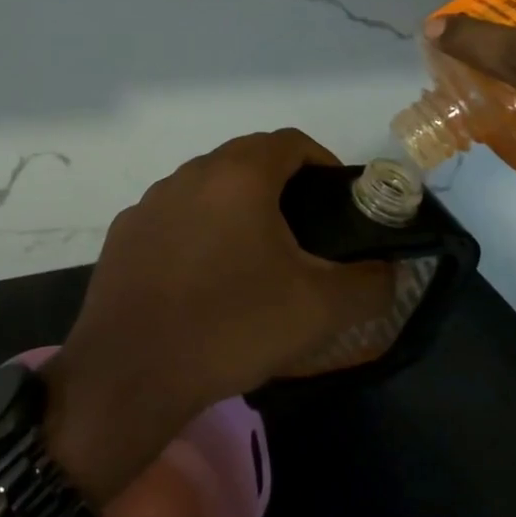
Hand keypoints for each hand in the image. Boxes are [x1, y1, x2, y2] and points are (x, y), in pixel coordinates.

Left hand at [44, 130, 392, 502]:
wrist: (131, 374)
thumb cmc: (231, 326)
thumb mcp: (319, 311)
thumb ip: (370, 284)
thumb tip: (391, 271)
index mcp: (238, 175)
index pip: (291, 142)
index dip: (323, 163)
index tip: (338, 202)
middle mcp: (191, 174)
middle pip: (247, 161)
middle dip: (281, 187)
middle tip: (303, 235)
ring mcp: (151, 202)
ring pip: (207, 188)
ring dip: (236, 208)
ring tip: (253, 260)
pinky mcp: (124, 234)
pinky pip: (174, 218)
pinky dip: (197, 232)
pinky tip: (202, 280)